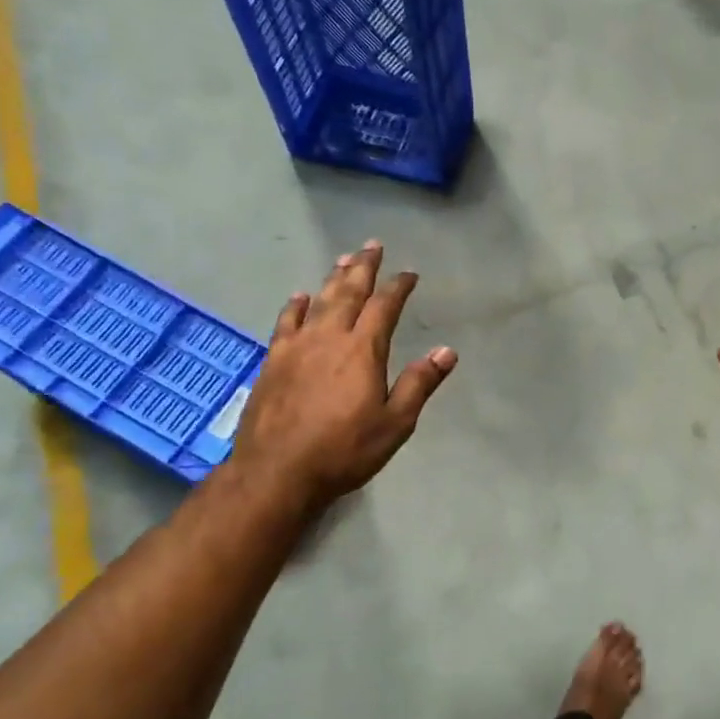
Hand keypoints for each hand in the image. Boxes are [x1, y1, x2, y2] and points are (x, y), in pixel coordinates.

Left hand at [230, 241, 456, 508]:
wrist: (276, 472)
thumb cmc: (344, 451)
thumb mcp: (394, 423)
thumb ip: (419, 384)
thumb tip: (446, 350)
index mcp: (362, 350)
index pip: (384, 307)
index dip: (398, 287)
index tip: (409, 274)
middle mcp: (328, 338)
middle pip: (348, 292)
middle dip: (363, 268)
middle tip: (372, 246)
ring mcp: (296, 347)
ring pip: (318, 301)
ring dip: (332, 278)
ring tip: (343, 259)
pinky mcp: (273, 361)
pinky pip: (285, 322)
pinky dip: (295, 305)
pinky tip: (299, 297)